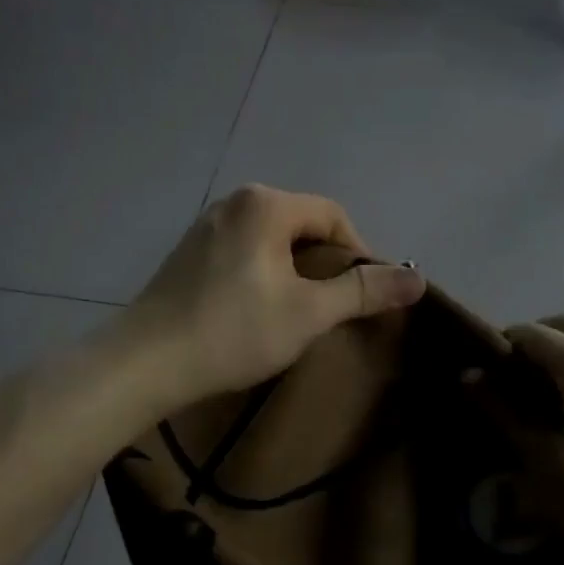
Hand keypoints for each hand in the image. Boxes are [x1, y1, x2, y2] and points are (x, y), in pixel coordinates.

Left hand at [125, 185, 425, 408]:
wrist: (145, 362)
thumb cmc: (233, 331)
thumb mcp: (308, 313)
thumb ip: (363, 291)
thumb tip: (418, 278)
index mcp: (266, 205)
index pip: (333, 215)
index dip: (359, 253)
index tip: (364, 295)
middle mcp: (235, 202)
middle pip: (302, 225)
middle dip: (326, 263)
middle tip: (334, 308)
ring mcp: (206, 226)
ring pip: (272, 241)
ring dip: (295, 271)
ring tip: (300, 313)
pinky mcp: (188, 253)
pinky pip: (244, 252)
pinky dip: (264, 274)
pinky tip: (258, 311)